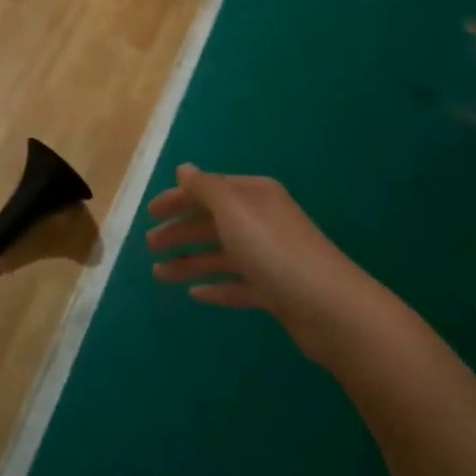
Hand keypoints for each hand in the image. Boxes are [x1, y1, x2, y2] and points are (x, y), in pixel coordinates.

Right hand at [146, 165, 372, 361]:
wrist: (327, 305)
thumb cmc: (272, 248)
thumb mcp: (232, 208)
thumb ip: (205, 187)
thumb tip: (184, 169)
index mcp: (254, 195)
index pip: (208, 189)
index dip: (178, 199)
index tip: (149, 213)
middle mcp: (262, 220)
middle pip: (213, 221)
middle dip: (180, 230)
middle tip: (149, 244)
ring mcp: (269, 257)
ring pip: (221, 255)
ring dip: (189, 261)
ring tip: (159, 274)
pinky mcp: (275, 290)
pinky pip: (237, 284)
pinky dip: (216, 287)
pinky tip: (195, 294)